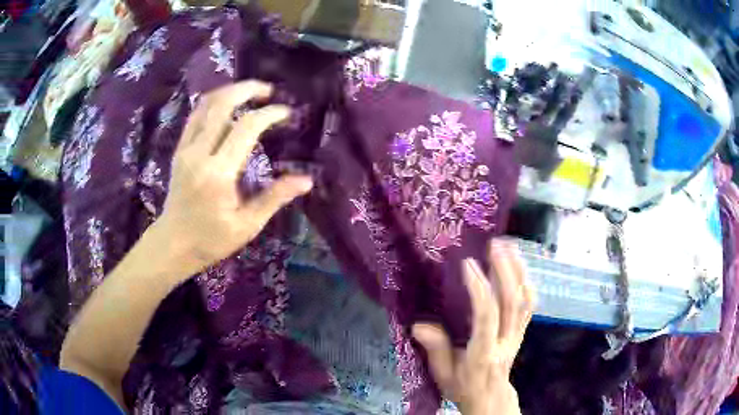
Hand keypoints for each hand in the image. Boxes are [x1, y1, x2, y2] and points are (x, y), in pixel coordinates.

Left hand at [156, 80, 312, 276]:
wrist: (173, 243)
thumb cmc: (211, 240)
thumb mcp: (247, 225)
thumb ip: (275, 198)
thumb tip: (306, 180)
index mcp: (218, 173)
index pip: (246, 128)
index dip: (270, 114)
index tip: (287, 113)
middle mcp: (199, 153)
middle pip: (222, 104)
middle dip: (248, 89)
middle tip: (269, 91)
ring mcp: (185, 149)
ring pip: (206, 104)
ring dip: (230, 92)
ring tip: (250, 94)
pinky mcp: (179, 149)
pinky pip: (196, 115)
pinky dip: (214, 103)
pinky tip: (228, 107)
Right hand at [412, 240, 534, 414]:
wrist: (490, 398)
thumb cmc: (464, 386)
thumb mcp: (443, 374)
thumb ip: (435, 350)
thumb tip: (419, 325)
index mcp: (483, 353)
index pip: (487, 318)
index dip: (480, 290)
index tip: (468, 265)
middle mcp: (505, 341)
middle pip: (512, 303)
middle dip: (504, 270)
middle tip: (494, 245)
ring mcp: (517, 334)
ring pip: (525, 300)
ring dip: (519, 270)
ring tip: (509, 246)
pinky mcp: (522, 330)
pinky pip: (529, 304)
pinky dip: (526, 281)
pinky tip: (519, 265)